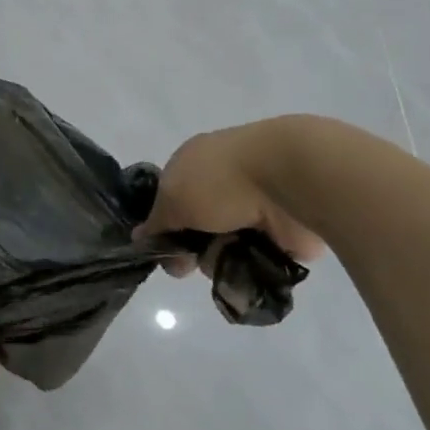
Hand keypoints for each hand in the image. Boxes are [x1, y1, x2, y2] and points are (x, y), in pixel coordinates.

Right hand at [135, 122, 323, 276]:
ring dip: (219, 258)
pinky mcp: (281, 234)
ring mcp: (253, 210)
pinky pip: (256, 259)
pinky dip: (250, 265)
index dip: (163, 226)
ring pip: (223, 247)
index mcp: (194, 165)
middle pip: (195, 229)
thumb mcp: (172, 199)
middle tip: (190, 263)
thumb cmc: (221, 181)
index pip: (169, 201)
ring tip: (227, 257)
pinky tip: (250, 263)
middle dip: (191, 248)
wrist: (290, 180)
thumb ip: (156, 222)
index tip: (162, 248)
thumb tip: (139, 237)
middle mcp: (222, 186)